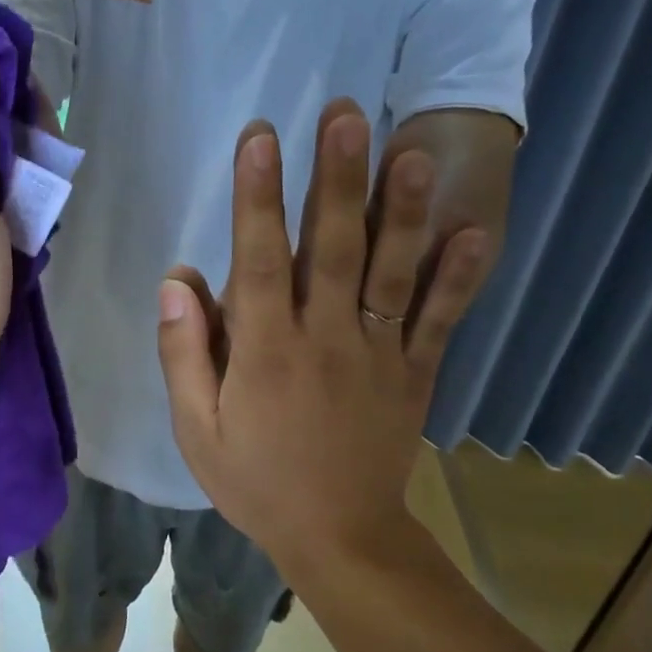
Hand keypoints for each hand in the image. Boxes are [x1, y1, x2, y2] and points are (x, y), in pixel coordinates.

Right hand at [157, 104, 490, 571]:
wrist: (339, 537)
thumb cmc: (256, 480)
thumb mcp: (196, 429)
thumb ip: (183, 352)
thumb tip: (177, 278)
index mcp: (265, 351)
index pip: (259, 259)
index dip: (258, 196)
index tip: (260, 136)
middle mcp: (325, 338)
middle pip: (333, 247)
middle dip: (337, 178)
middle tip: (344, 114)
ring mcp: (378, 352)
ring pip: (392, 271)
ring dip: (402, 209)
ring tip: (411, 151)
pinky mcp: (415, 371)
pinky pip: (440, 319)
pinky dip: (459, 276)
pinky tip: (474, 229)